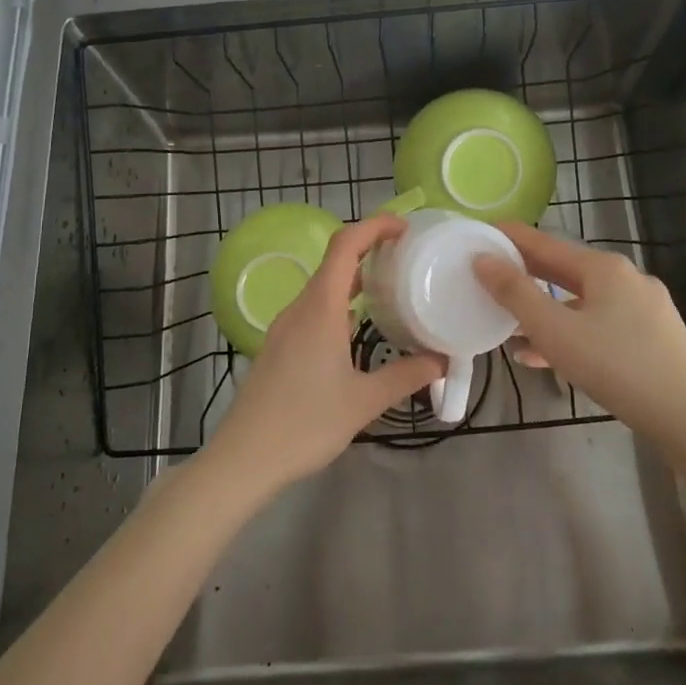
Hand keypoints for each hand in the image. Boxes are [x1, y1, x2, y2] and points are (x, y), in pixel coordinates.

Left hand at [207, 213, 445, 489]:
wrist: (244, 458)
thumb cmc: (306, 423)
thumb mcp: (364, 401)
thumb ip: (406, 376)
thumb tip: (440, 361)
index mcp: (320, 309)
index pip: (345, 246)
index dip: (374, 226)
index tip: (405, 227)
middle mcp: (300, 309)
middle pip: (334, 262)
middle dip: (369, 250)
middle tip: (406, 256)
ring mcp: (286, 328)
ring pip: (323, 288)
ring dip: (354, 279)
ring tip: (390, 288)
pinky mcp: (280, 347)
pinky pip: (314, 310)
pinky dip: (340, 304)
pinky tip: (358, 328)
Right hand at [473, 223, 685, 444]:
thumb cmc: (616, 366)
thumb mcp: (555, 330)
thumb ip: (515, 294)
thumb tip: (482, 259)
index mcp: (604, 267)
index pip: (546, 243)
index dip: (512, 238)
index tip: (482, 233)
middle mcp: (626, 279)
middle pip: (564, 270)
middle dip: (526, 275)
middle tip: (489, 276)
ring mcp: (643, 309)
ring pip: (581, 301)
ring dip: (544, 310)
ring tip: (510, 324)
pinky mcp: (651, 339)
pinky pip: (599, 326)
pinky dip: (570, 333)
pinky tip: (544, 357)